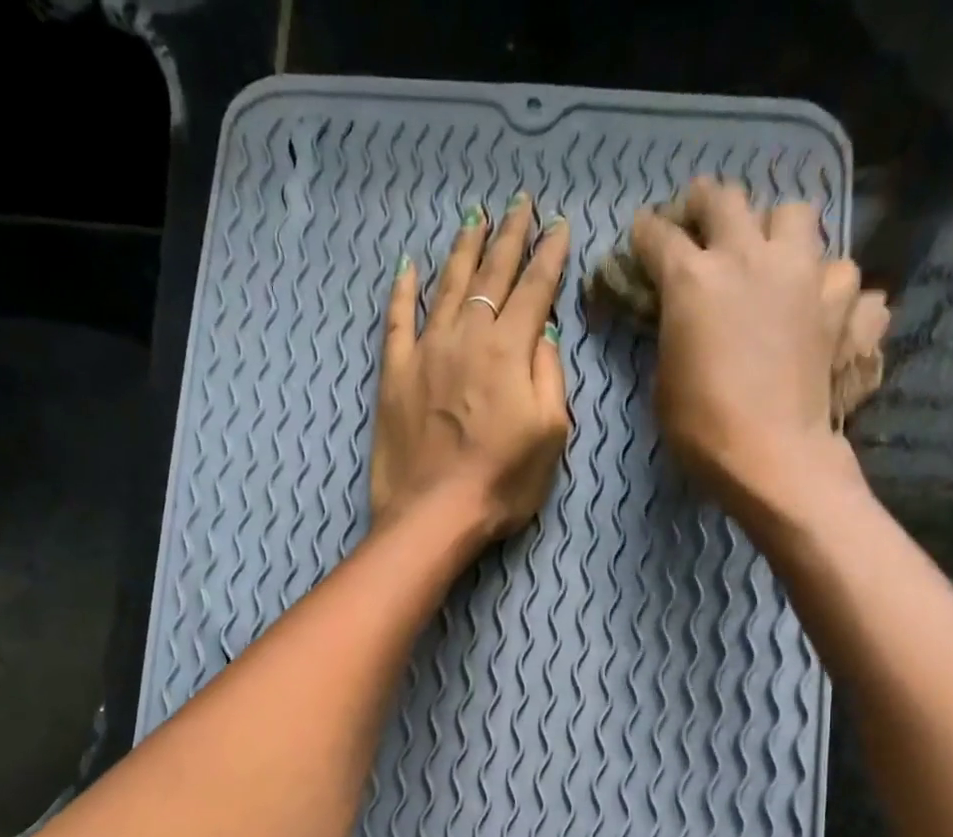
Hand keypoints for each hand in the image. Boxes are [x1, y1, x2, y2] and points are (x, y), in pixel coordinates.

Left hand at [370, 193, 569, 543]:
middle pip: (491, 275)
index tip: (558, 225)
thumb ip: (549, 376)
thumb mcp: (550, 435)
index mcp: (509, 350)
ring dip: (463, 251)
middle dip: (508, 237)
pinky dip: (403, 291)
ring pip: (446, 287)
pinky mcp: (394, 375)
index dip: (548, 254)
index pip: (534, 288)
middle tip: (518, 205)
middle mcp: (466, 337)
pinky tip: (409, 267)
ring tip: (474, 220)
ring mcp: (425, 353)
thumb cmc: (502, 483)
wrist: (433, 515)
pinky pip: (397, 321)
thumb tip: (541, 334)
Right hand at [630, 178, 887, 522]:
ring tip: (771, 254)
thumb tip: (684, 319)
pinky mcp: (841, 302)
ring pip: (795, 214)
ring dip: (777, 228)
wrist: (773, 456)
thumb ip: (674, 336)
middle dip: (705, 203)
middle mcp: (750, 258)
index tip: (642, 233)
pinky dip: (830, 285)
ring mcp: (804, 273)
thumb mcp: (665, 383)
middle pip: (726, 200)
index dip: (646, 233)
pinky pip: (842, 273)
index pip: (660, 237)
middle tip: (699, 215)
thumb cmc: (703, 429)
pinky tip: (823, 305)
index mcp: (694, 280)